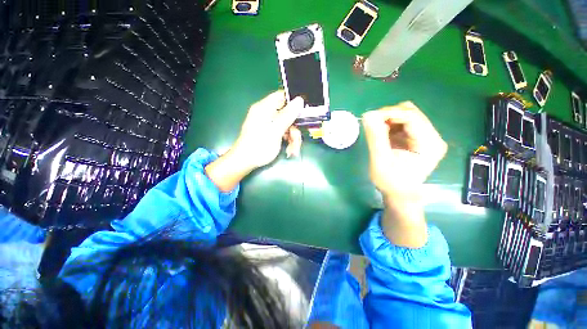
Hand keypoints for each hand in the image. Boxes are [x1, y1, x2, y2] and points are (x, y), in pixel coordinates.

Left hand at [231, 90, 303, 170]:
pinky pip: (284, 133)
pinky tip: (289, 150)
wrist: (246, 162)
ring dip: (293, 138)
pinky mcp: (271, 133)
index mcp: (264, 108)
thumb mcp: (275, 130)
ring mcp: (269, 124)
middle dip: (294, 128)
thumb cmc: (259, 146)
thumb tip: (299, 100)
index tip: (304, 113)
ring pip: (287, 126)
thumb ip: (287, 115)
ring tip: (293, 150)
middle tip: (297, 140)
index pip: (282, 96)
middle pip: (287, 114)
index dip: (294, 103)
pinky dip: (288, 141)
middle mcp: (267, 114)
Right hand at [362, 102, 446, 247]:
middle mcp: (433, 137)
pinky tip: (383, 135)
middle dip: (389, 115)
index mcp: (429, 144)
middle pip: (411, 113)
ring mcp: (427, 136)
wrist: (400, 194)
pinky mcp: (418, 138)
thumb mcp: (380, 161)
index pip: (411, 117)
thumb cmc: (391, 182)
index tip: (369, 117)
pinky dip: (390, 125)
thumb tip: (368, 115)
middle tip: (372, 124)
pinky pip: (403, 123)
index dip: (389, 113)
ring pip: (407, 116)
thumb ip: (375, 138)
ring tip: (377, 131)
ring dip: (389, 119)